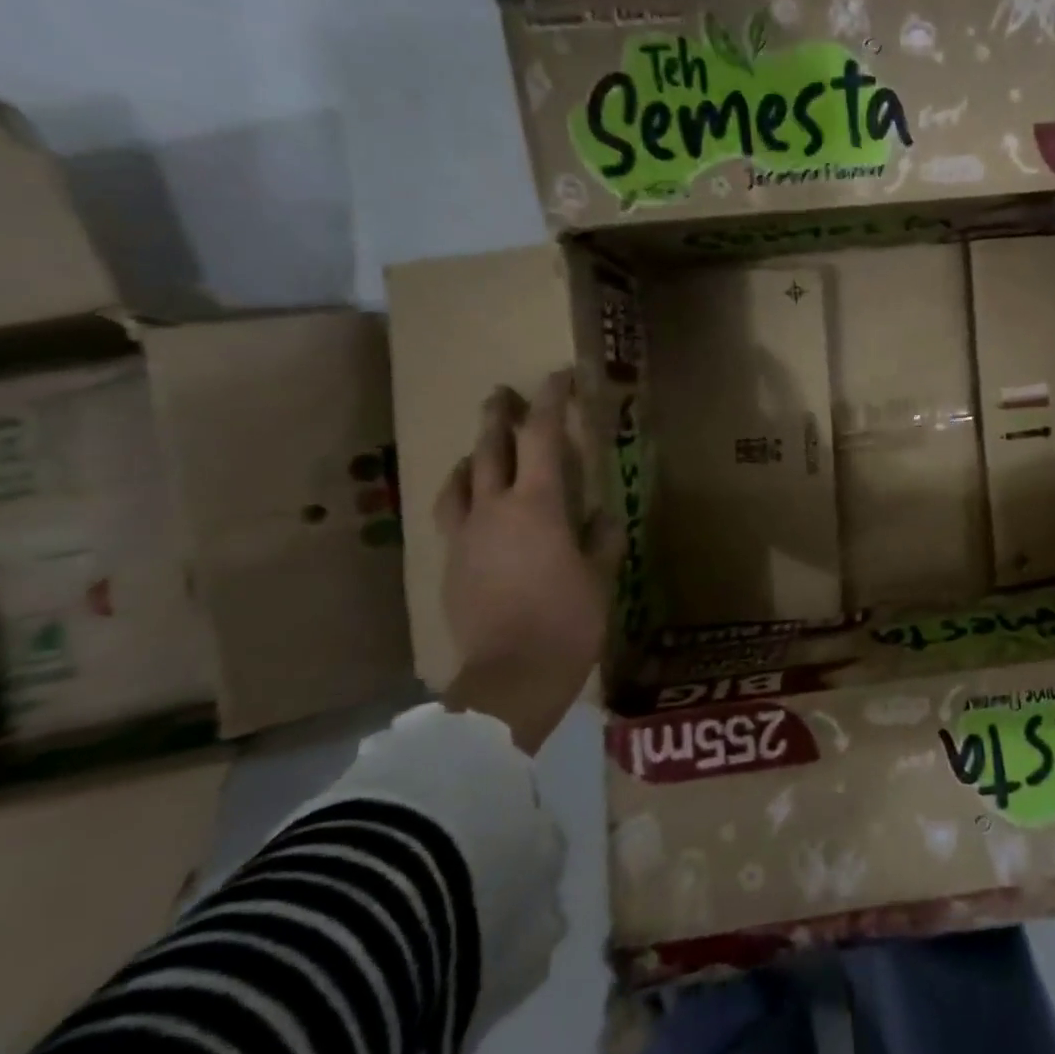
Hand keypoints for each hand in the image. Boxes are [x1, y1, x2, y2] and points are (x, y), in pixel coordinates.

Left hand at [434, 371, 616, 752]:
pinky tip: (471, 503)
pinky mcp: (451, 563)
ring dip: (472, 455)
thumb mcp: (600, 577)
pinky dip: (461, 494)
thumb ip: (601, 540)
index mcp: (537, 505)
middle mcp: (494, 509)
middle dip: (500, 415)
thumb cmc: (568, 621)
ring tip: (480, 447)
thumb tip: (603, 516)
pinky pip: (452, 514)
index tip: (560, 377)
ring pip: (460, 479)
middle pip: (490, 448)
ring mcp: (466, 536)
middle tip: (505, 394)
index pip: (543, 436)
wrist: (510, 676)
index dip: (552, 401)